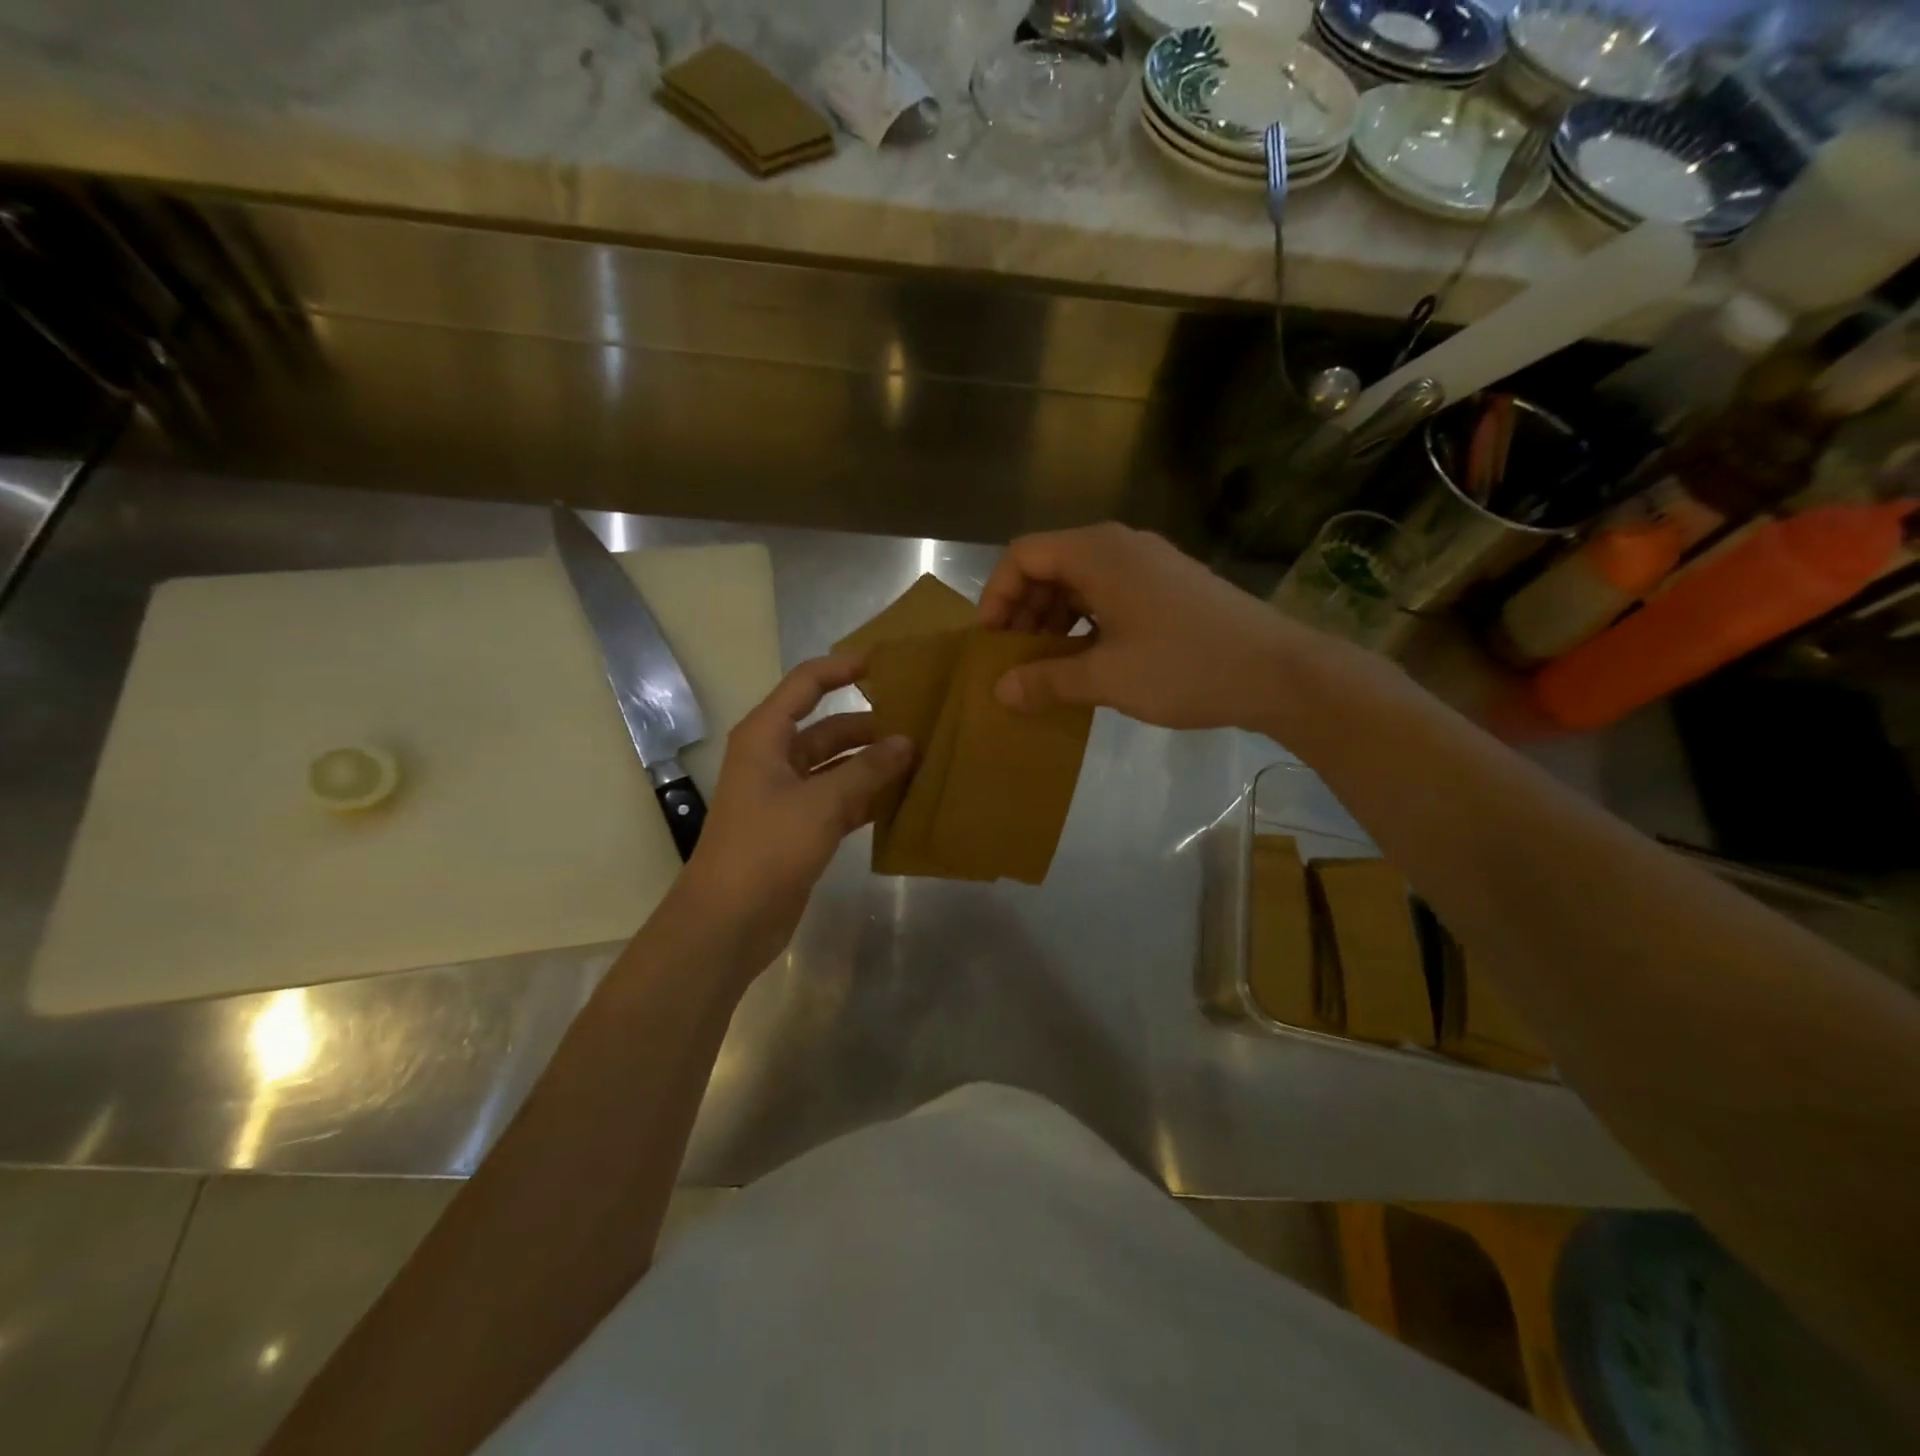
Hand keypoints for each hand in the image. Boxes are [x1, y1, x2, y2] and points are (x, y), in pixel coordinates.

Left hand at [673, 653, 912, 973]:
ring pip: (838, 767)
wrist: (729, 921)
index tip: (886, 662)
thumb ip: (867, 771)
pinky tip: (904, 799)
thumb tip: (907, 742)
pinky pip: (840, 800)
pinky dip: (868, 798)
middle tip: (921, 722)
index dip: (842, 668)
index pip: (806, 684)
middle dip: (870, 725)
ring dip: (873, 764)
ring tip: (921, 758)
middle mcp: (775, 758)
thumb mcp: (821, 803)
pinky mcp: (800, 828)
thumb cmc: (767, 848)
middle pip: (829, 728)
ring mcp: (788, 795)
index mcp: (766, 737)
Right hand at [978, 523, 1321, 730]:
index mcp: (1098, 553)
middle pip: (1050, 564)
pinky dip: (1085, 622)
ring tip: (1046, 665)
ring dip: (1053, 618)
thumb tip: (999, 691)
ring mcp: (1148, 564)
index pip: (1024, 554)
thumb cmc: (1186, 667)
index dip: (997, 595)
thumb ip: (1047, 681)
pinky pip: (1109, 593)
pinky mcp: (1168, 586)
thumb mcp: (1108, 678)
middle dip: (1023, 610)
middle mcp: (1120, 546)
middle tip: (1014, 658)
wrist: (1280, 672)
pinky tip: (1087, 660)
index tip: (991, 641)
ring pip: (1080, 581)